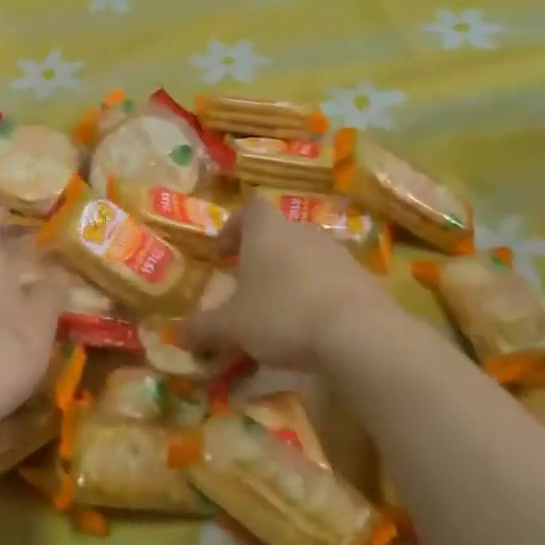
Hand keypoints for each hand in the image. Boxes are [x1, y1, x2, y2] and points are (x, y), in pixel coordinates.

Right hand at [188, 199, 412, 369]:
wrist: (359, 333)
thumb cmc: (282, 314)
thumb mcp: (231, 326)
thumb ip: (204, 327)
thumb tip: (180, 334)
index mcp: (267, 231)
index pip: (249, 210)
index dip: (233, 228)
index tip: (222, 255)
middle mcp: (302, 232)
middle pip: (278, 235)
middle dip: (260, 259)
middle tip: (247, 288)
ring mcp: (338, 254)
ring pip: (306, 258)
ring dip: (290, 279)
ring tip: (279, 313)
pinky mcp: (364, 279)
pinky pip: (331, 282)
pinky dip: (317, 298)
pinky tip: (311, 329)